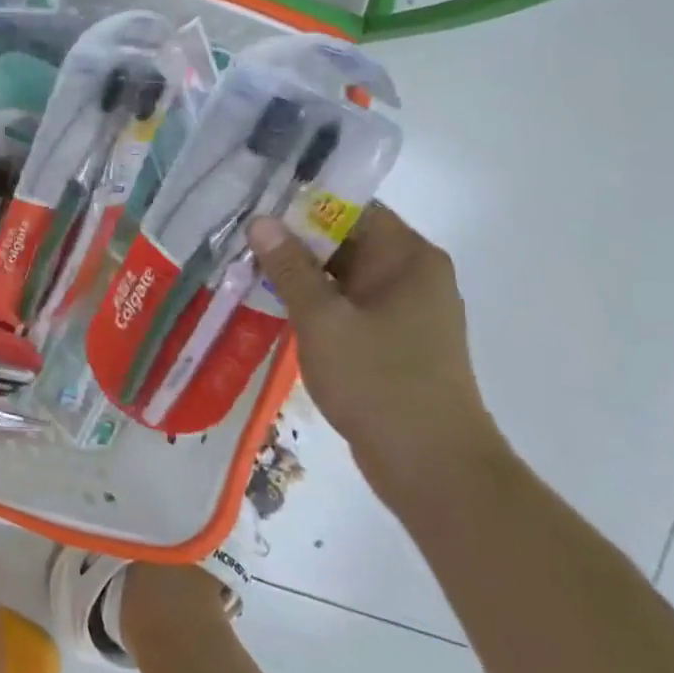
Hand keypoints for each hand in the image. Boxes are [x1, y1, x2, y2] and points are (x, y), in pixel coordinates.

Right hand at [248, 204, 505, 506]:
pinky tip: (273, 304)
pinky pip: (347, 303)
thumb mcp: (323, 319)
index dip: (301, 203)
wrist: (433, 469)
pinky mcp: (393, 339)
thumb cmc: (379, 382)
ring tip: (246, 268)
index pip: (350, 206)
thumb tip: (261, 220)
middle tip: (240, 239)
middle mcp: (412, 274)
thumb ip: (289, 267)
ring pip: (342, 273)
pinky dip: (315, 301)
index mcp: (408, 257)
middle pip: (345, 238)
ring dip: (300, 272)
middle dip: (294, 240)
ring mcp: (404, 308)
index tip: (255, 208)